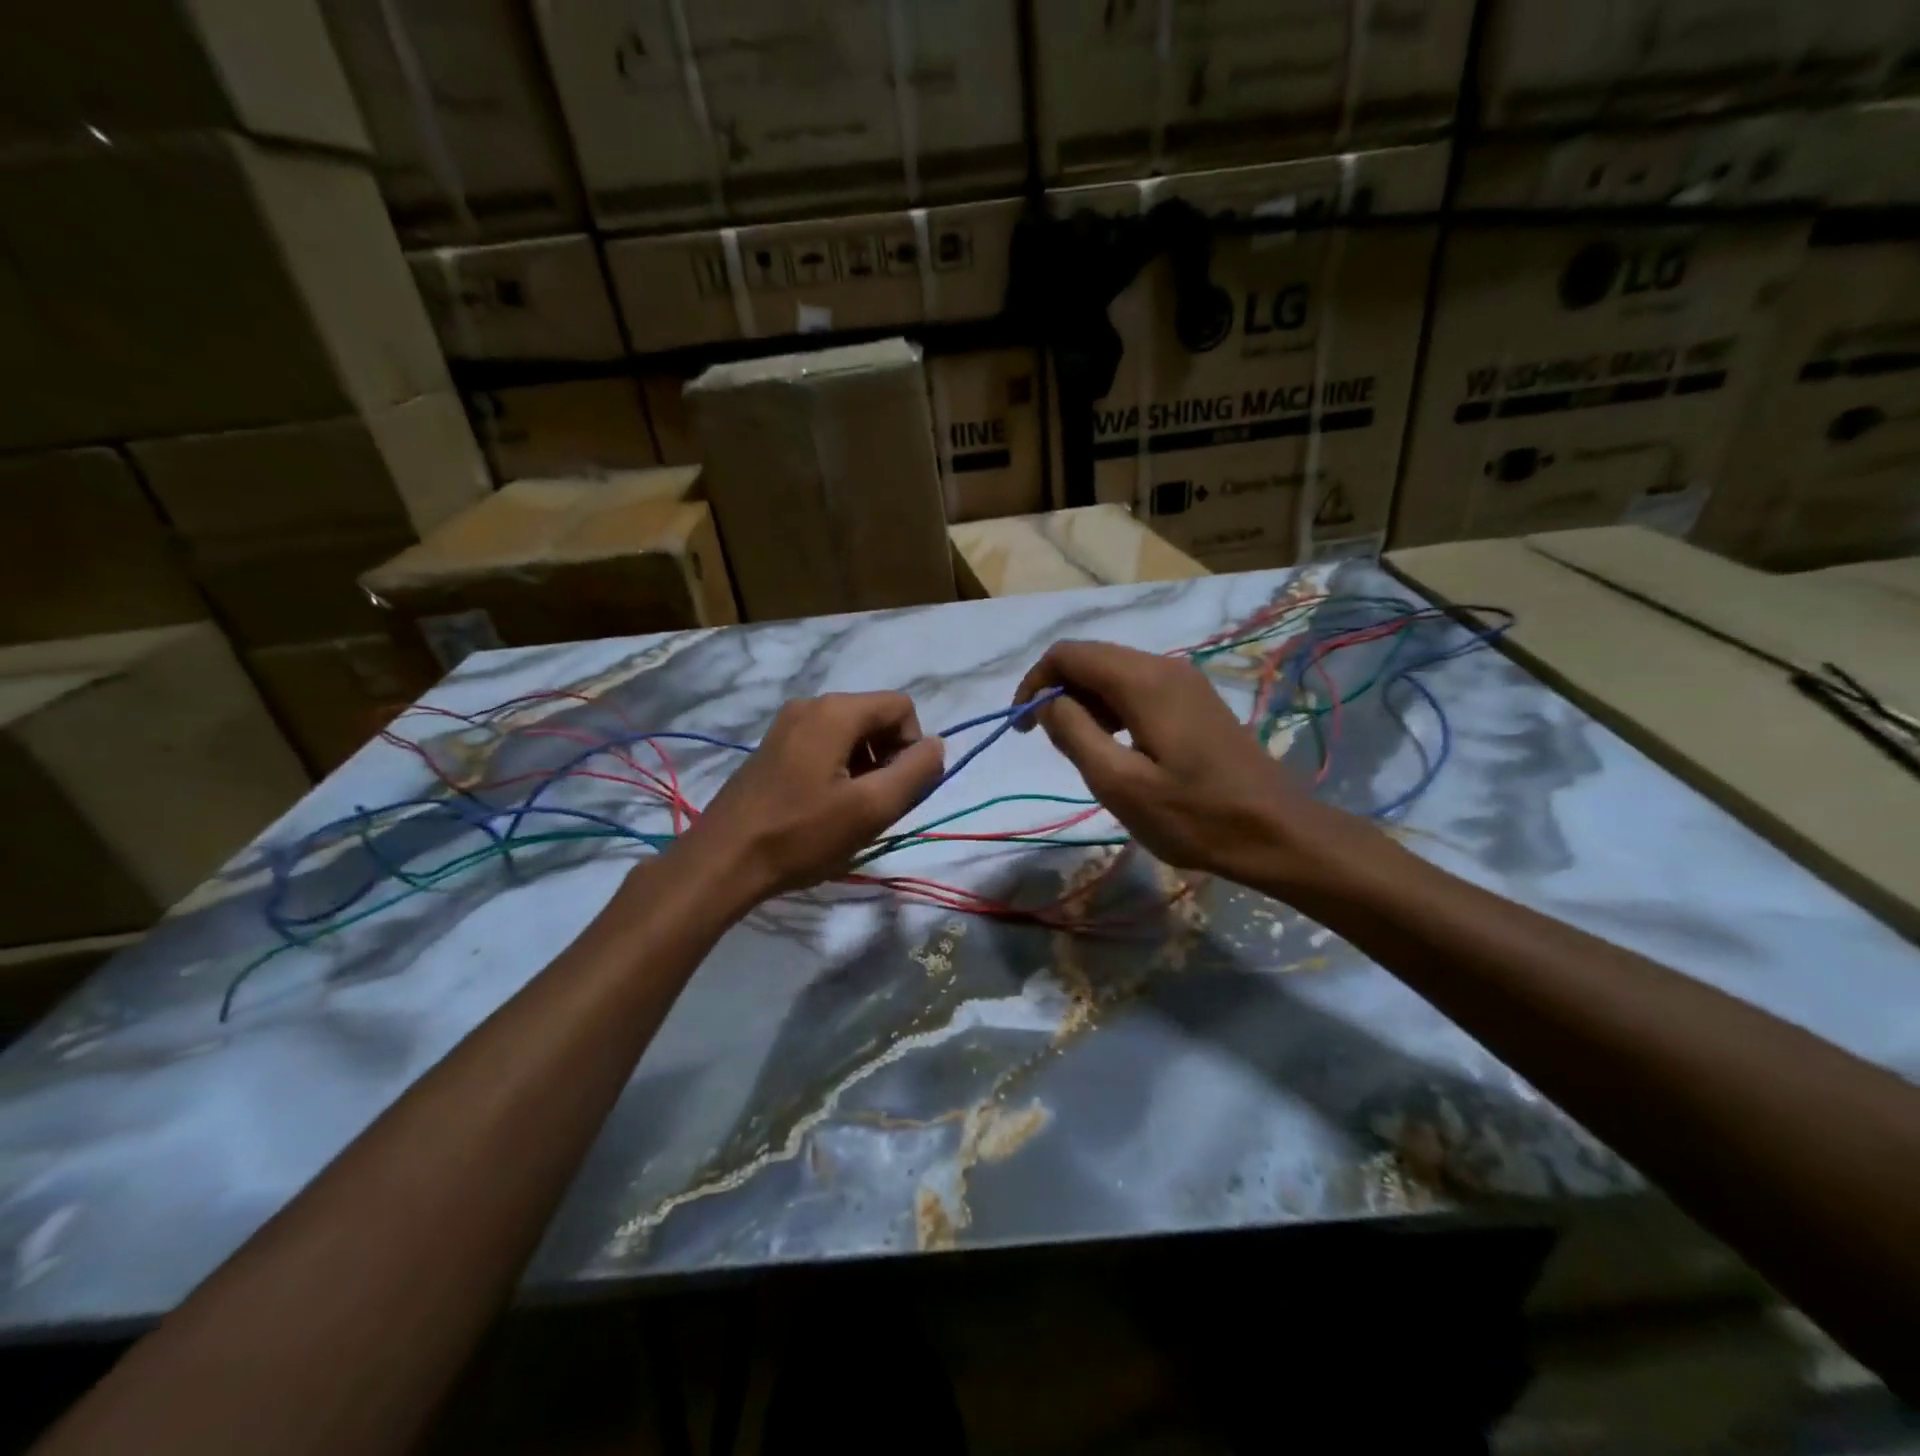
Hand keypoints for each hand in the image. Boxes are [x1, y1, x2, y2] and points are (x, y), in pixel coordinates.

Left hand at [680, 692, 944, 900]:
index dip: (912, 747)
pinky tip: (823, 809)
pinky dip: (838, 771)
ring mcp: (787, 725)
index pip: (902, 708)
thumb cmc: (802, 835)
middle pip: (875, 719)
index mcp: (836, 711)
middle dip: (888, 759)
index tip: (896, 790)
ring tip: (848, 812)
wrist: (723, 860)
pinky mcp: (773, 748)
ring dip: (864, 769)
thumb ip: (916, 772)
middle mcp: (810, 706)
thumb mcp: (872, 808)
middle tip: (874, 806)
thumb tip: (936, 746)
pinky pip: (824, 746)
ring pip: (851, 735)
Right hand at [1013, 641, 1365, 886]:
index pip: (1067, 654)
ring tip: (1081, 751)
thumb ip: (1074, 734)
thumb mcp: (1119, 783)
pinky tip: (1117, 747)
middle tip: (1049, 743)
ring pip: (1114, 673)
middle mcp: (1163, 666)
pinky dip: (1112, 709)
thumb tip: (1047, 703)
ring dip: (1085, 702)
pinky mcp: (1195, 701)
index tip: (1021, 727)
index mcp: (1142, 680)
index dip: (1034, 683)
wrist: (1276, 832)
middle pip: (1091, 658)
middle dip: (1057, 692)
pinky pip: (1138, 688)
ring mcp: (1184, 682)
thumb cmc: (1194, 815)